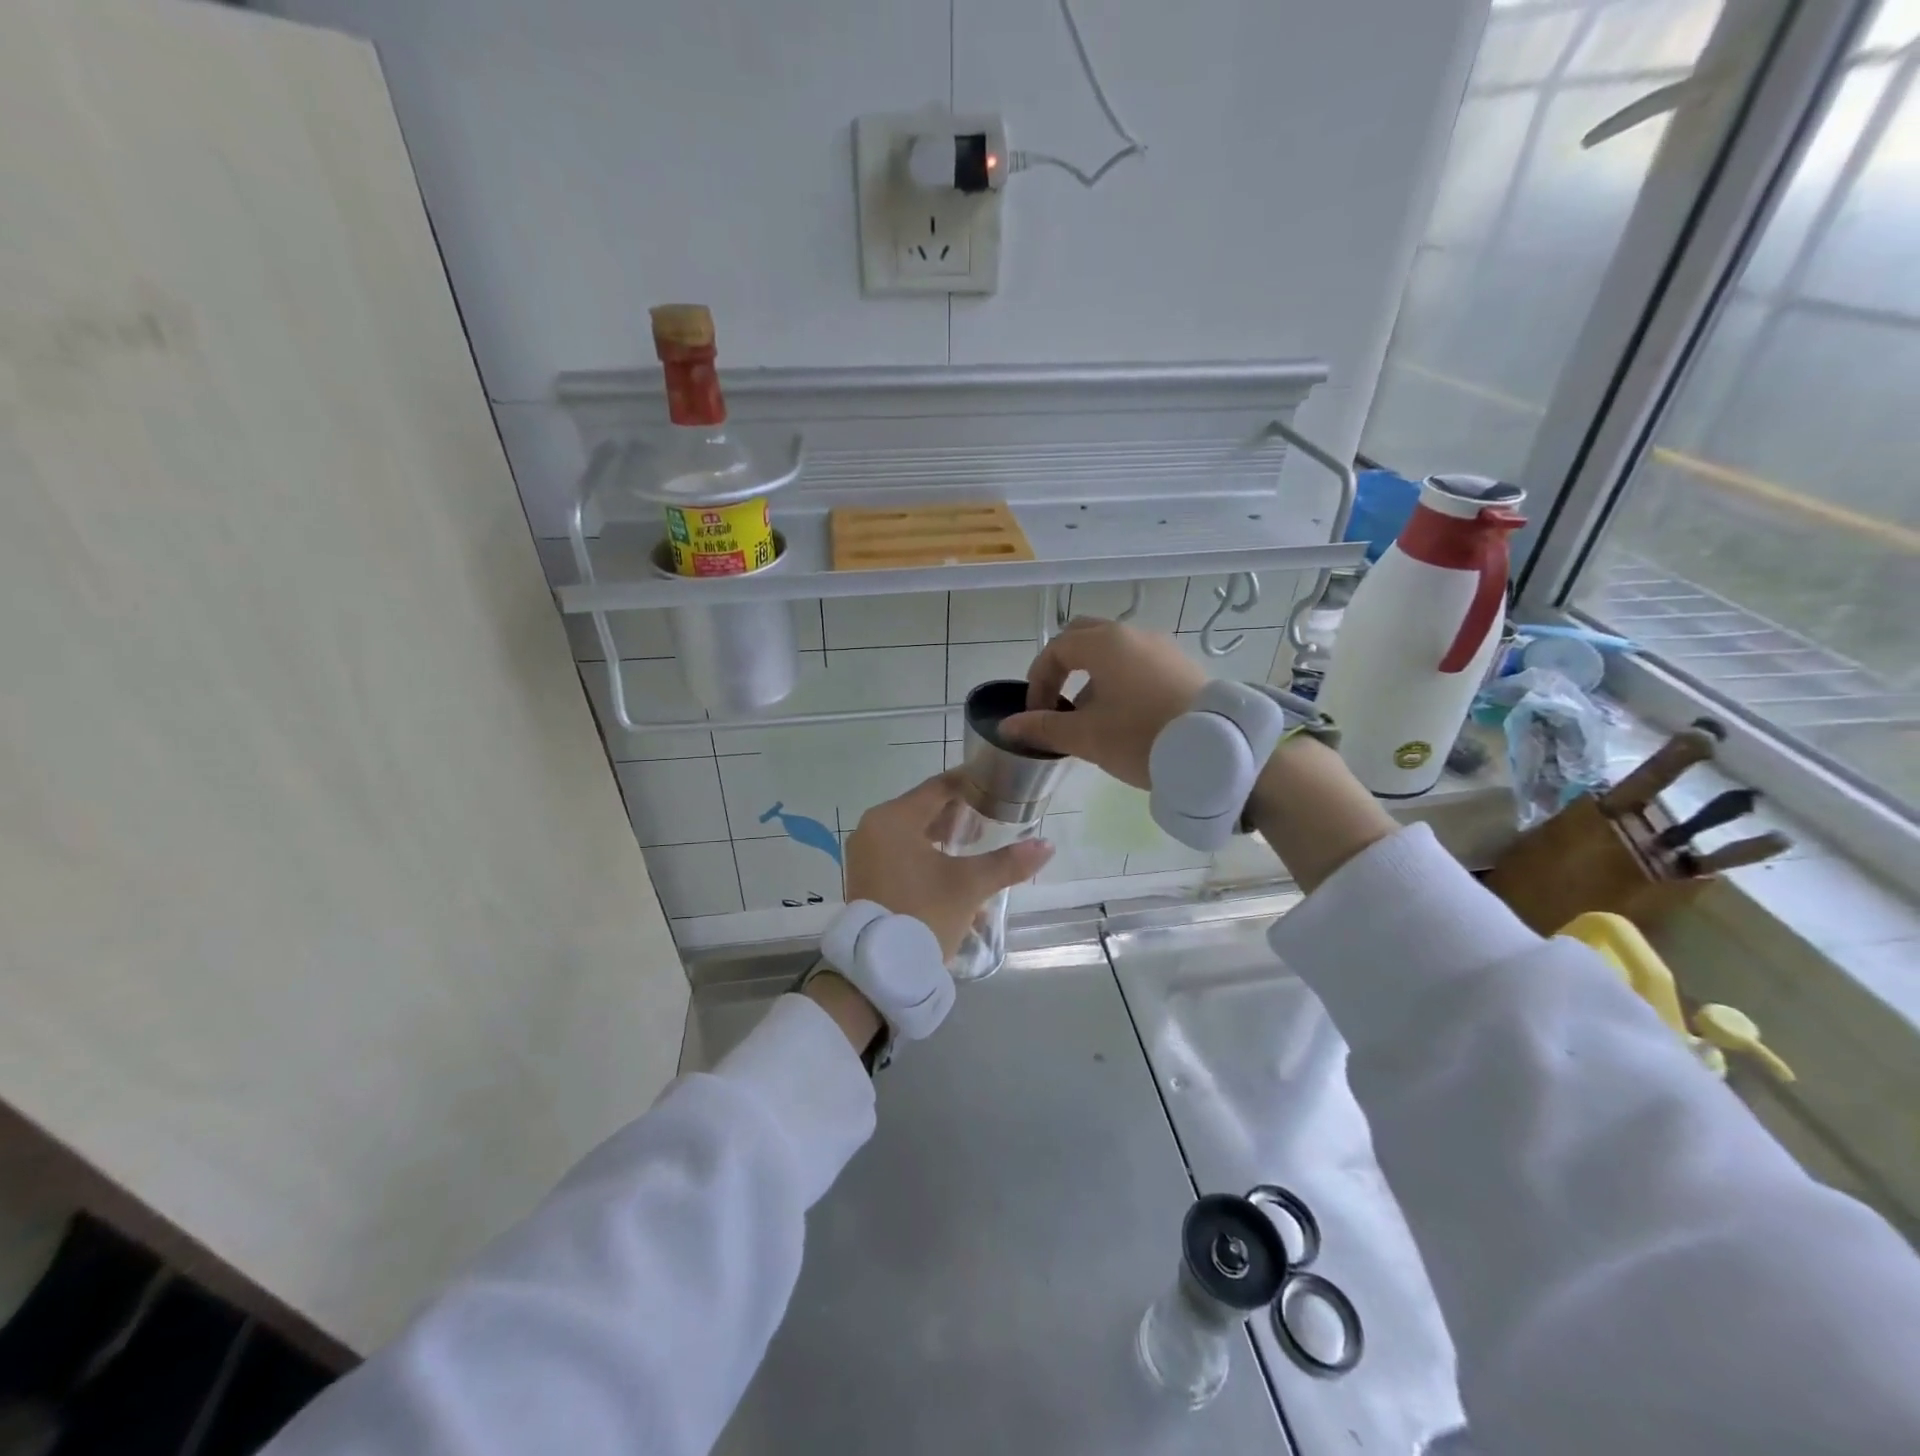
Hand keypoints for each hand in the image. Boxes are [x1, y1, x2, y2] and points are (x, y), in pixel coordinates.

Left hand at [844, 771, 1054, 959]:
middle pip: (924, 810)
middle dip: (960, 816)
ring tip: (977, 847)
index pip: (938, 788)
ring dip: (945, 840)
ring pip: (913, 835)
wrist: (881, 970)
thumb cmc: (924, 914)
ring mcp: (865, 855)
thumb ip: (1008, 862)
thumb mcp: (970, 886)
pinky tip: (955, 875)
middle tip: (993, 819)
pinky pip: (901, 855)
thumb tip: (1047, 846)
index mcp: (893, 819)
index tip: (997, 786)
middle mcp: (873, 829)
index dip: (971, 785)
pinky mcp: (866, 877)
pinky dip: (927, 858)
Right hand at [999, 618, 1207, 788]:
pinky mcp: (1182, 665)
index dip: (1038, 681)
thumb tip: (1008, 727)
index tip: (1036, 715)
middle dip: (1063, 667)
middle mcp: (1133, 634)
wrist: (1217, 750)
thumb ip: (1043, 727)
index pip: (1055, 650)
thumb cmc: (1141, 737)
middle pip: (1083, 637)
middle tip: (1057, 702)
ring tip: (1091, 716)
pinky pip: (1138, 662)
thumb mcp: (1086, 737)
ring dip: (1091, 676)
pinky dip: (1119, 679)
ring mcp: (1162, 646)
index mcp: (1104, 643)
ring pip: (1113, 650)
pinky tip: (1126, 716)